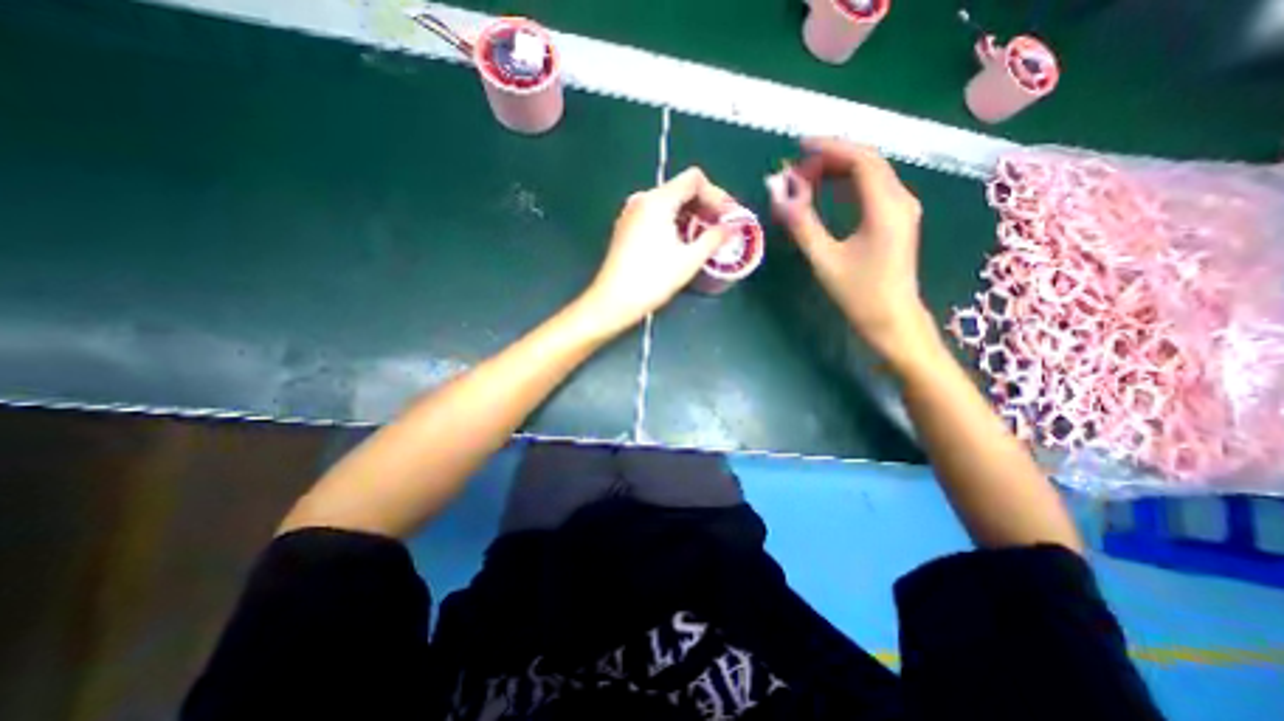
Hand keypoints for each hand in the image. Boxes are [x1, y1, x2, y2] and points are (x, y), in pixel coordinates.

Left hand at [584, 165, 731, 330]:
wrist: (613, 301)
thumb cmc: (652, 280)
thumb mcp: (689, 260)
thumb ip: (714, 238)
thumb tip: (733, 227)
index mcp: (657, 201)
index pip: (693, 179)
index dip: (715, 194)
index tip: (727, 217)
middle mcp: (642, 199)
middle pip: (680, 189)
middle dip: (704, 205)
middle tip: (720, 228)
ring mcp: (630, 213)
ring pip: (667, 203)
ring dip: (689, 215)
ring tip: (704, 237)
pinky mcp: (626, 228)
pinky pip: (655, 215)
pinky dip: (673, 222)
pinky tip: (681, 242)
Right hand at [767, 138, 940, 368]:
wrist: (892, 319)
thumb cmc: (859, 294)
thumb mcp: (825, 259)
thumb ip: (802, 224)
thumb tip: (778, 195)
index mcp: (886, 207)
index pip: (860, 160)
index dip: (829, 148)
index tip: (799, 146)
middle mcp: (900, 199)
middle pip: (867, 162)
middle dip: (829, 160)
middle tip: (795, 172)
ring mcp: (902, 209)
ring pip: (870, 174)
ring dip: (838, 171)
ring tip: (805, 180)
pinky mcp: (897, 219)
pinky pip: (872, 189)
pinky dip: (847, 185)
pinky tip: (827, 192)